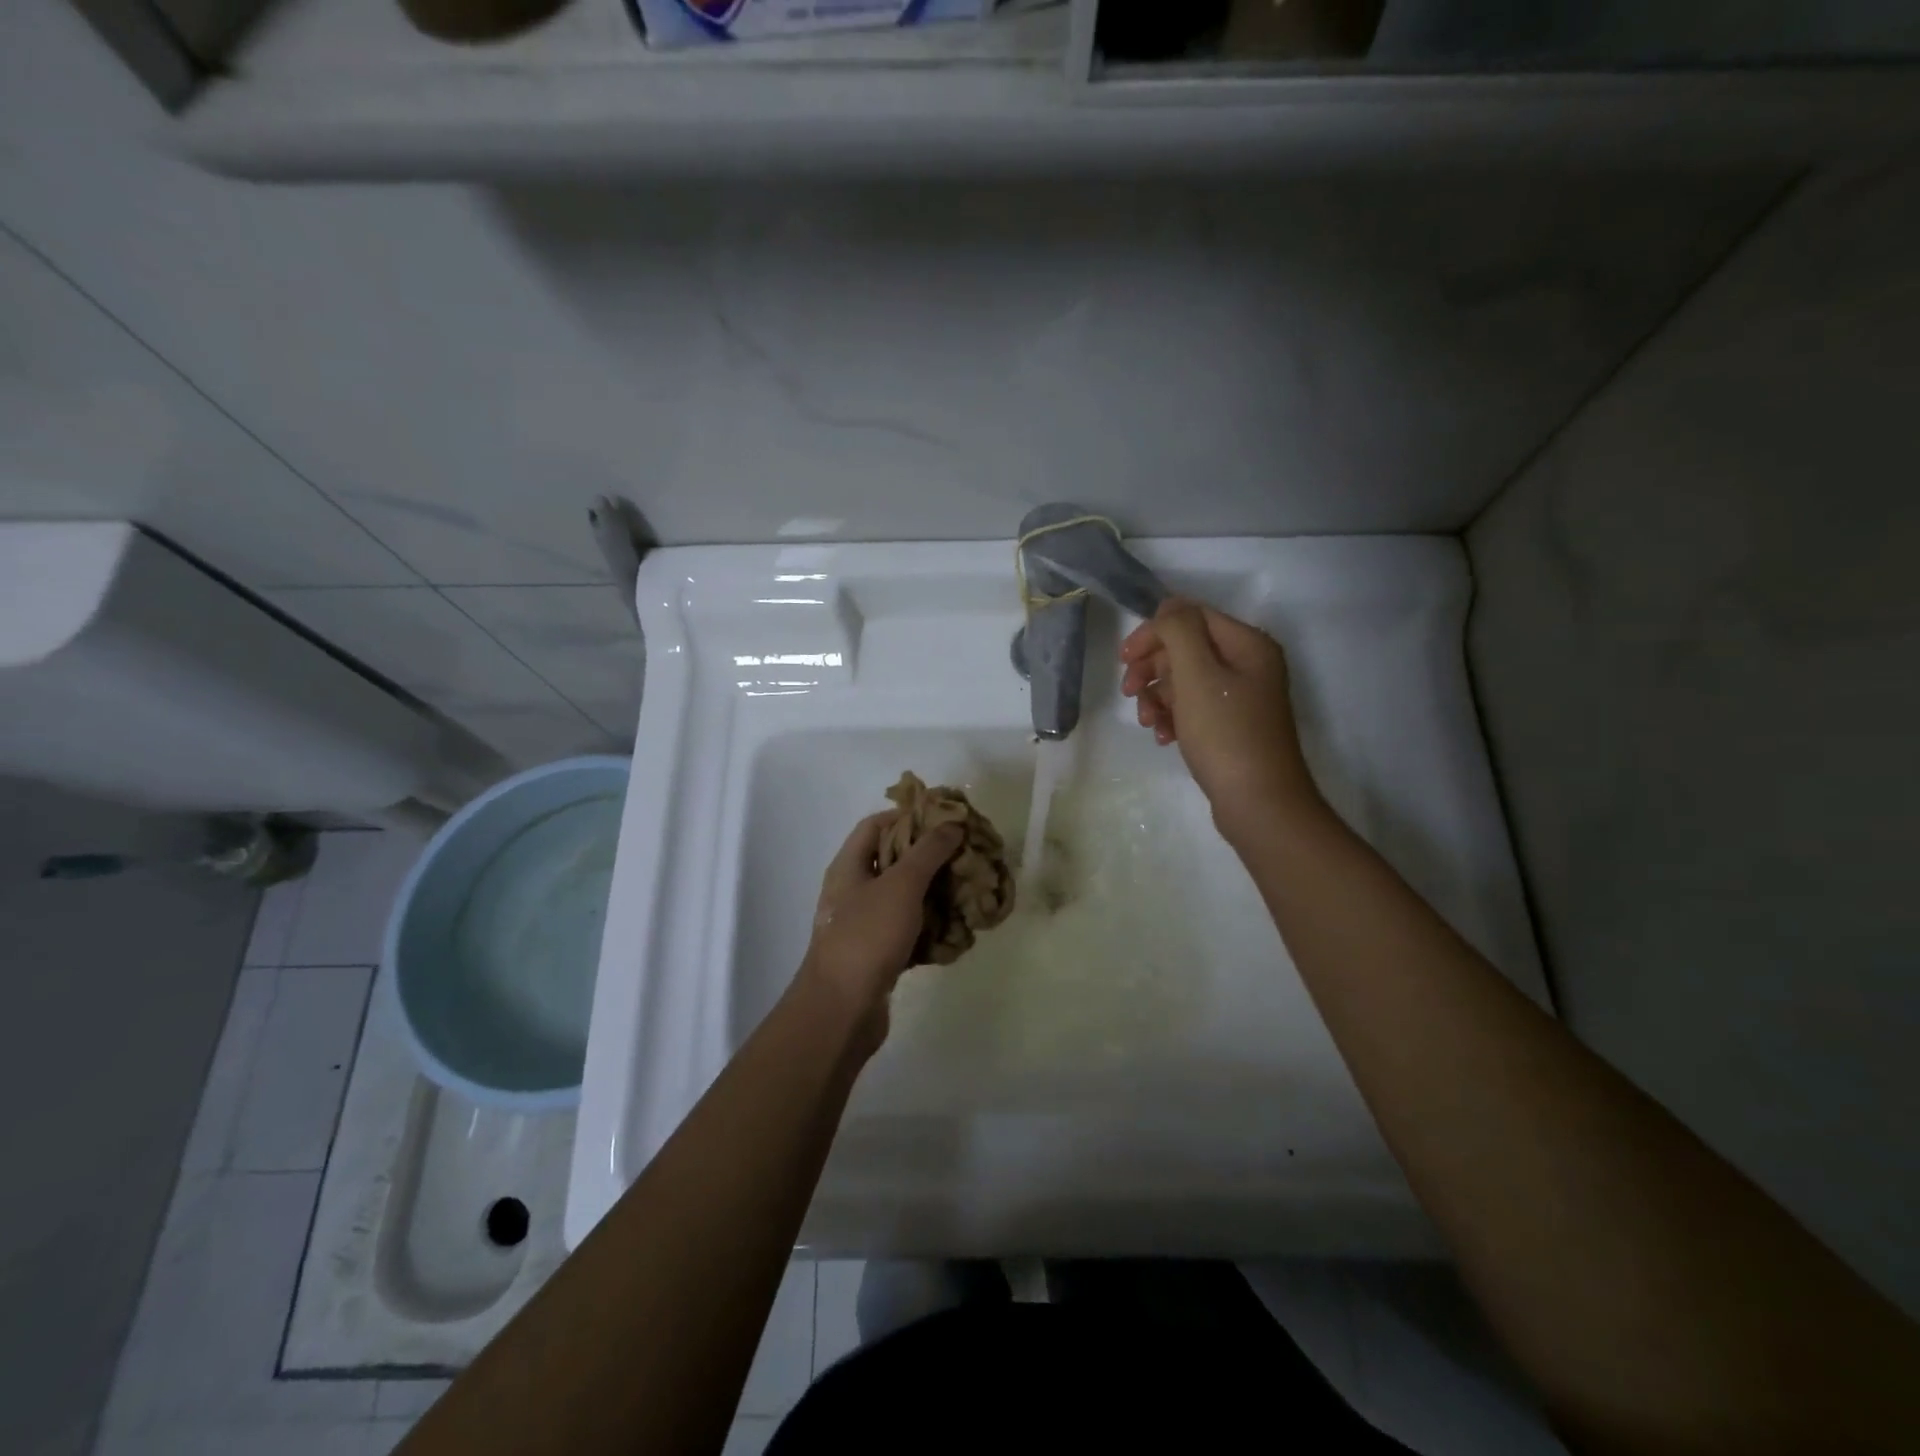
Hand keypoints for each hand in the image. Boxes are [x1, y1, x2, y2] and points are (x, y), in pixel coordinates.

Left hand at [799, 812, 964, 1040]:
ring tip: (966, 889)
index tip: (943, 820)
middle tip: (963, 855)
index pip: (875, 825)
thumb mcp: (901, 885)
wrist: (842, 1009)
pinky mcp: (876, 955)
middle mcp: (851, 891)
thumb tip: (951, 824)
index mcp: (848, 866)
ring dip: (933, 893)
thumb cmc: (867, 936)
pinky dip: (929, 927)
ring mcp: (862, 925)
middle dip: (928, 857)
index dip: (907, 817)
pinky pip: (907, 931)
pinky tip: (955, 929)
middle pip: (891, 861)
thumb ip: (928, 851)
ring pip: (902, 898)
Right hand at [1120, 597, 1320, 838]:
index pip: (1191, 617)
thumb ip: (1179, 631)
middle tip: (1130, 692)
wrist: (1259, 803)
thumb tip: (1167, 608)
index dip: (1154, 633)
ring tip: (1149, 722)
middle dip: (1153, 668)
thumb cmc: (1225, 734)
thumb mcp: (1197, 674)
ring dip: (1159, 696)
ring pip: (1186, 681)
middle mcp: (1249, 664)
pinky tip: (1164, 737)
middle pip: (1187, 649)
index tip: (1124, 659)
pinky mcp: (1233, 726)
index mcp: (1247, 644)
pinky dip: (1174, 718)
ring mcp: (1242, 697)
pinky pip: (1195, 709)